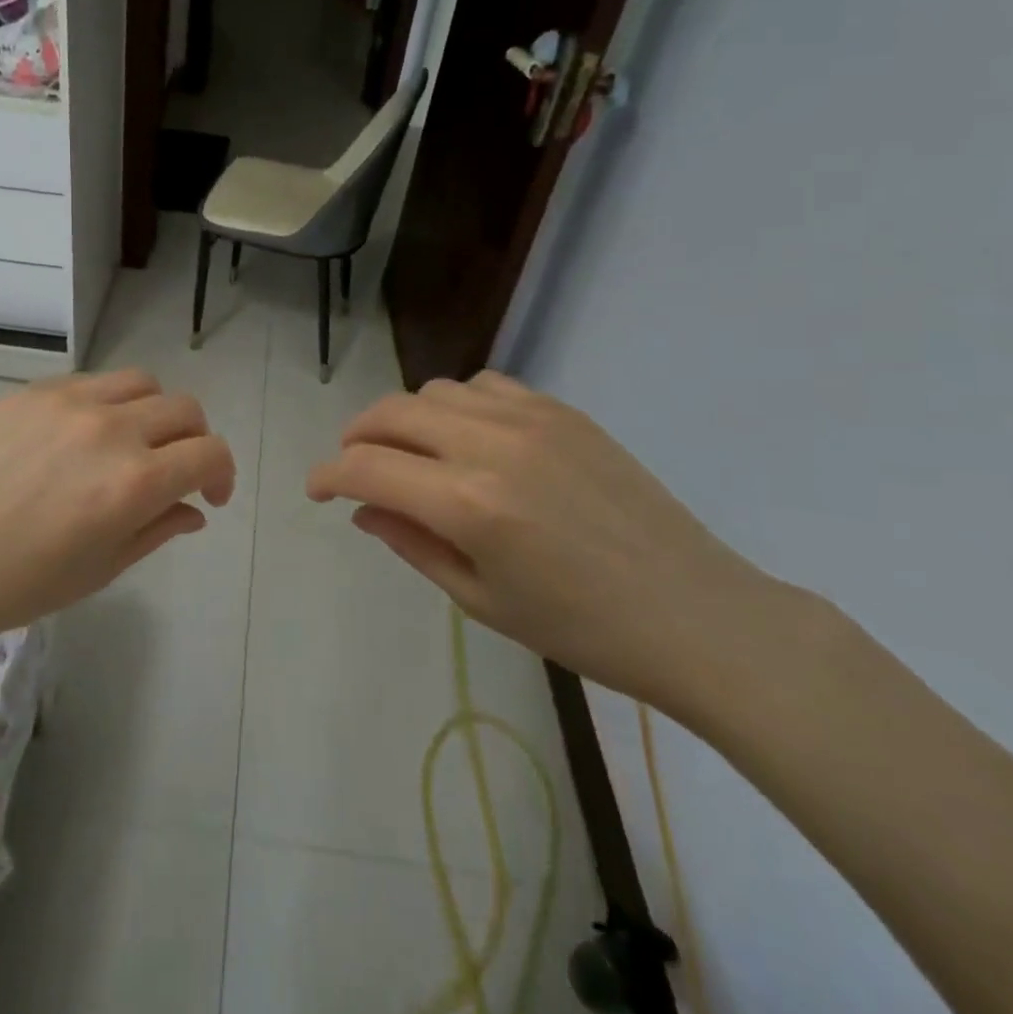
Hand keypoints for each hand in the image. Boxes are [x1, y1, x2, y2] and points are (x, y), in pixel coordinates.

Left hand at [0, 370, 235, 645]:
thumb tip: (194, 509)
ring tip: (134, 442)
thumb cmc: (22, 582)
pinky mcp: (36, 391)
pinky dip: (108, 403)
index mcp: (135, 482)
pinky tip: (82, 435)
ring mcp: (71, 402)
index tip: (210, 495)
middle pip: (185, 409)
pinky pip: (93, 382)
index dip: (223, 474)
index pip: (210, 453)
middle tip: (175, 470)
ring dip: (155, 411)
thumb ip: (159, 529)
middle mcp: (112, 429)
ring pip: (144, 383)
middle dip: (195, 441)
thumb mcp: (103, 568)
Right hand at [306, 371, 796, 716]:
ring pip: (434, 390)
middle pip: (391, 413)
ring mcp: (531, 418)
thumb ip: (412, 543)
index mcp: (468, 504)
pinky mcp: (562, 411)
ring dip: (405, 418)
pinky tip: (467, 437)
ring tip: (410, 453)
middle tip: (352, 466)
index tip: (316, 489)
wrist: (696, 613)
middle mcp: (491, 445)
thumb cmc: (582, 629)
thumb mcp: (481, 600)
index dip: (328, 474)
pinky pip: (485, 385)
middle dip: (356, 436)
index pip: (367, 467)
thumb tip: (364, 507)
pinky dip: (456, 404)